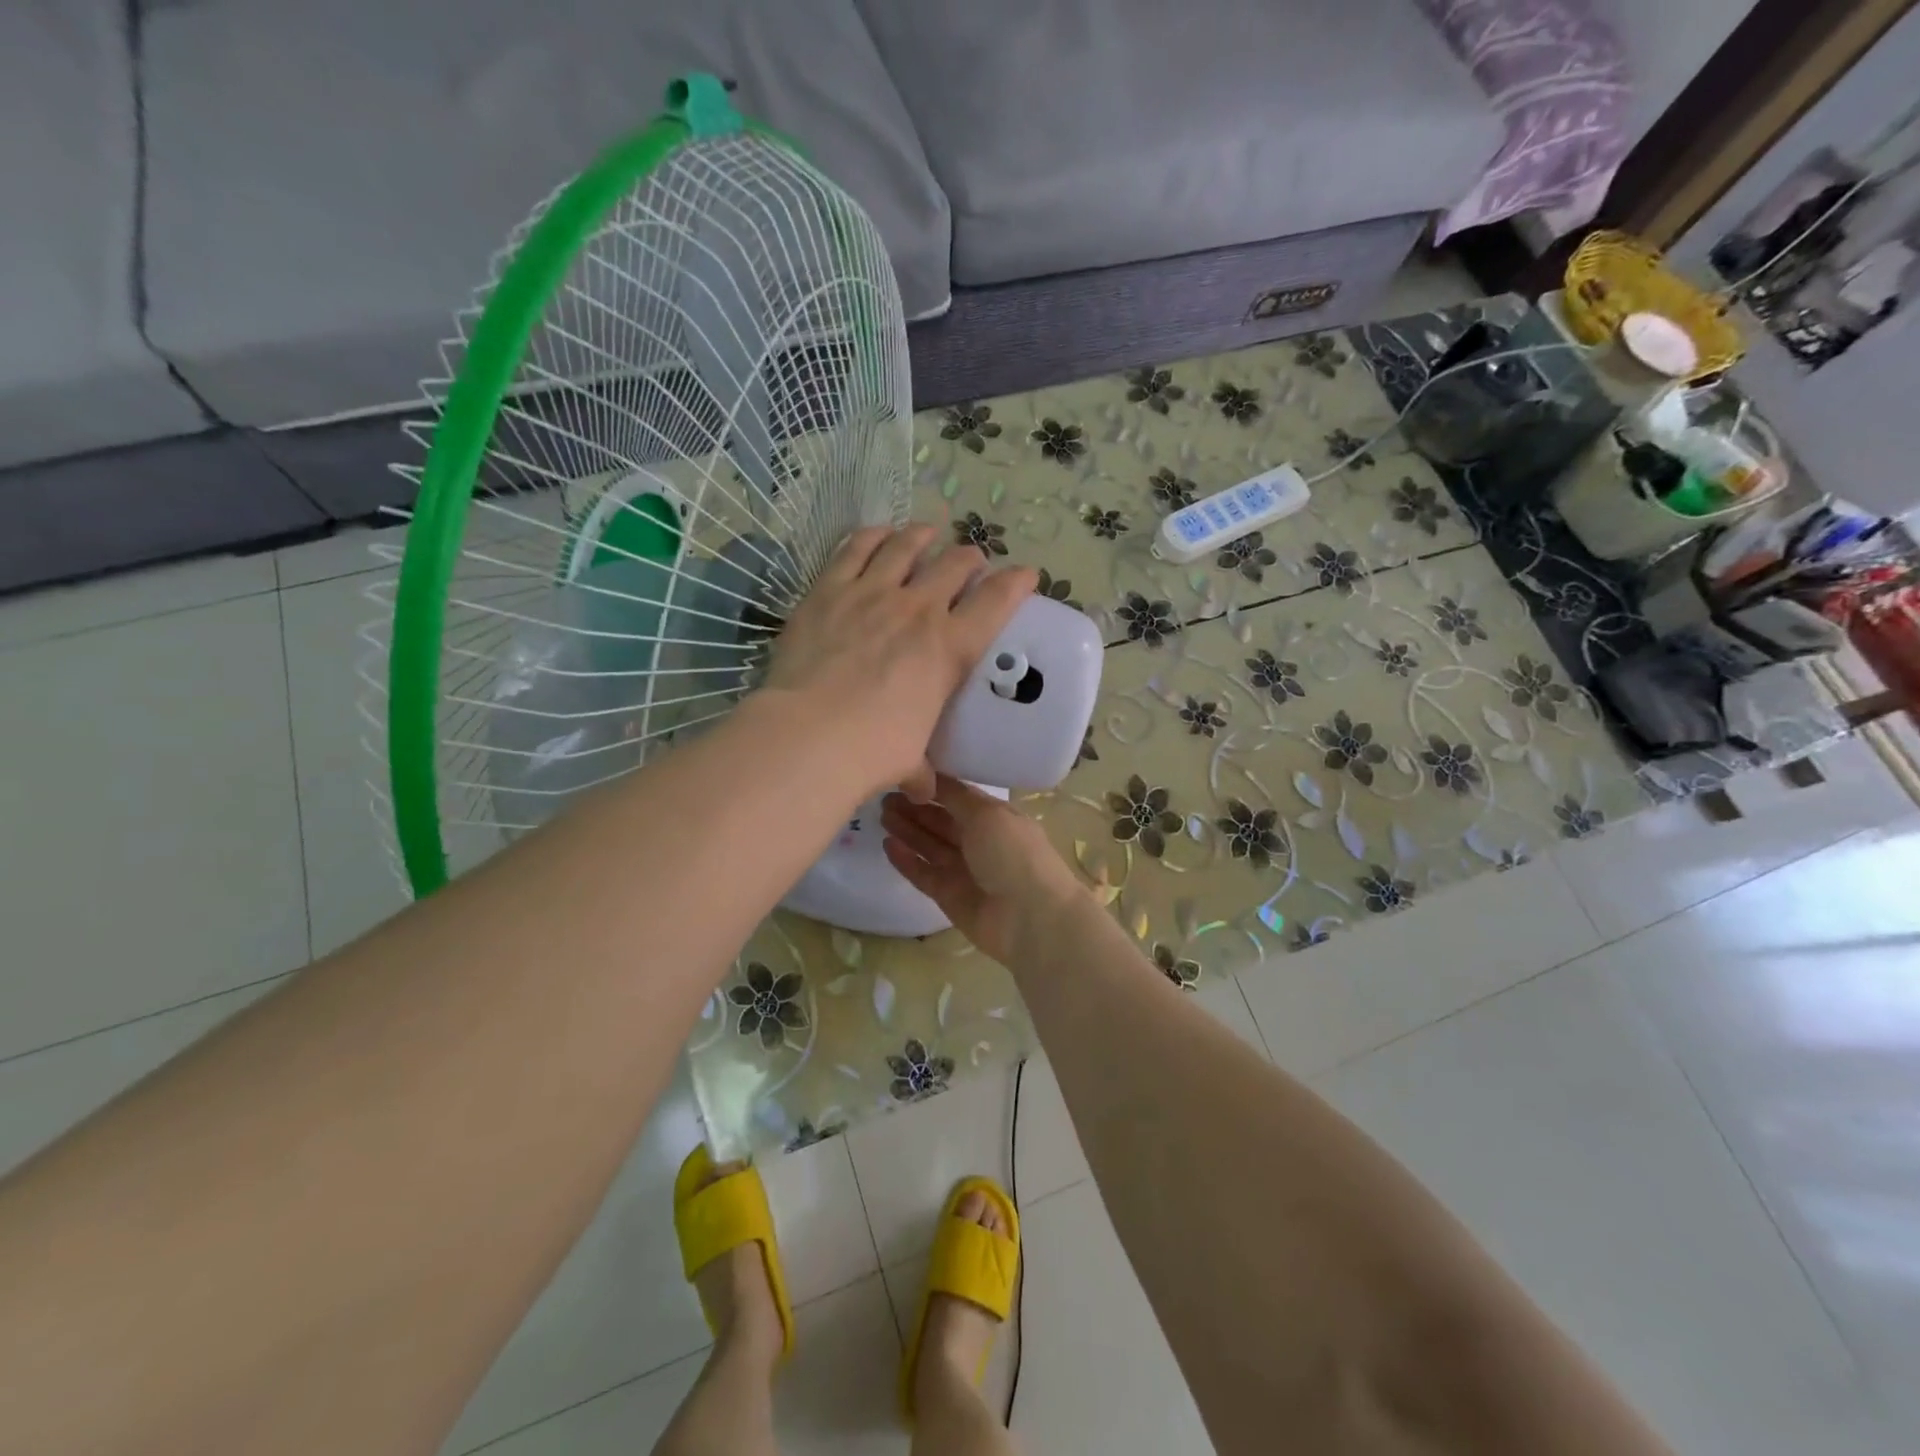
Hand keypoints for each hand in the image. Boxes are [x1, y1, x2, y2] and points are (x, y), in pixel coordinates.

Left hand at [762, 526, 1033, 800]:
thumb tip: (923, 788)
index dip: (1017, 582)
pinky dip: (871, 536)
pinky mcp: (829, 589)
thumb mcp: (909, 761)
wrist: (810, 735)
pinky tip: (876, 534)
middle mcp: (918, 609)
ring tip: (925, 534)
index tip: (1026, 575)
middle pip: (955, 563)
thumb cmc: (873, 752)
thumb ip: (920, 769)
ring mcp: (872, 592)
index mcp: (950, 649)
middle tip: (969, 563)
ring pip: (906, 545)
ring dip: (922, 537)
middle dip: (969, 558)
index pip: (997, 601)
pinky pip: (854, 547)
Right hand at [882, 777, 1081, 963]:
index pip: (959, 797)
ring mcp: (964, 870)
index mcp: (996, 818)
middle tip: (884, 794)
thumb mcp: (987, 814)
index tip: (905, 771)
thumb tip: (932, 776)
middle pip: (941, 821)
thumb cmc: (1014, 855)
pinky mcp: (949, 896)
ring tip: (881, 813)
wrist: (1030, 918)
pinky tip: (887, 844)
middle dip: (915, 807)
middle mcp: (980, 842)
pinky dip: (907, 860)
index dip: (933, 786)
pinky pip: (924, 873)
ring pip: (930, 846)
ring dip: (908, 830)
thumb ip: (956, 796)